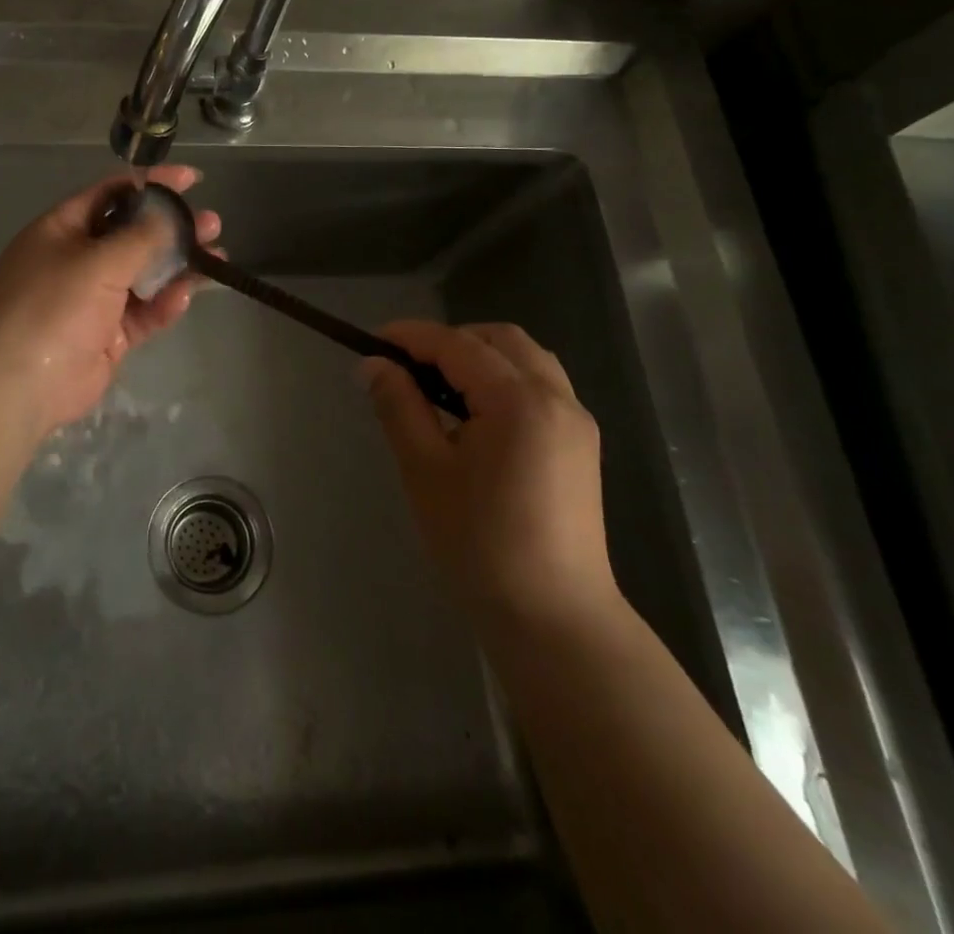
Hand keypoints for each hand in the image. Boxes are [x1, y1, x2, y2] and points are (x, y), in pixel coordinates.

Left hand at [0, 166, 219, 433]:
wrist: (19, 386)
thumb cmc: (52, 307)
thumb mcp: (97, 262)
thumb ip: (140, 237)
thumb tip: (169, 214)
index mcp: (63, 230)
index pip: (112, 194)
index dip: (151, 185)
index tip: (192, 180)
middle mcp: (77, 259)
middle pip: (133, 234)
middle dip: (173, 228)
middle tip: (212, 224)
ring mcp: (93, 299)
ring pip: (143, 274)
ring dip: (178, 266)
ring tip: (218, 257)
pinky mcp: (108, 334)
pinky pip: (143, 312)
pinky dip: (164, 303)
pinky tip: (187, 295)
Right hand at [364, 321, 616, 629]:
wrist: (553, 617)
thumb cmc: (479, 543)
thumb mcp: (425, 470)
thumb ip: (399, 406)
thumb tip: (373, 364)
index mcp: (518, 400)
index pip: (457, 345)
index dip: (411, 336)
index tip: (372, 341)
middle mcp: (556, 397)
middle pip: (500, 339)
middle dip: (450, 340)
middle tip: (408, 366)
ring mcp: (576, 421)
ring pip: (526, 358)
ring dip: (481, 356)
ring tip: (440, 388)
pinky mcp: (581, 445)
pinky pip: (541, 386)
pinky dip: (505, 379)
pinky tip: (477, 416)